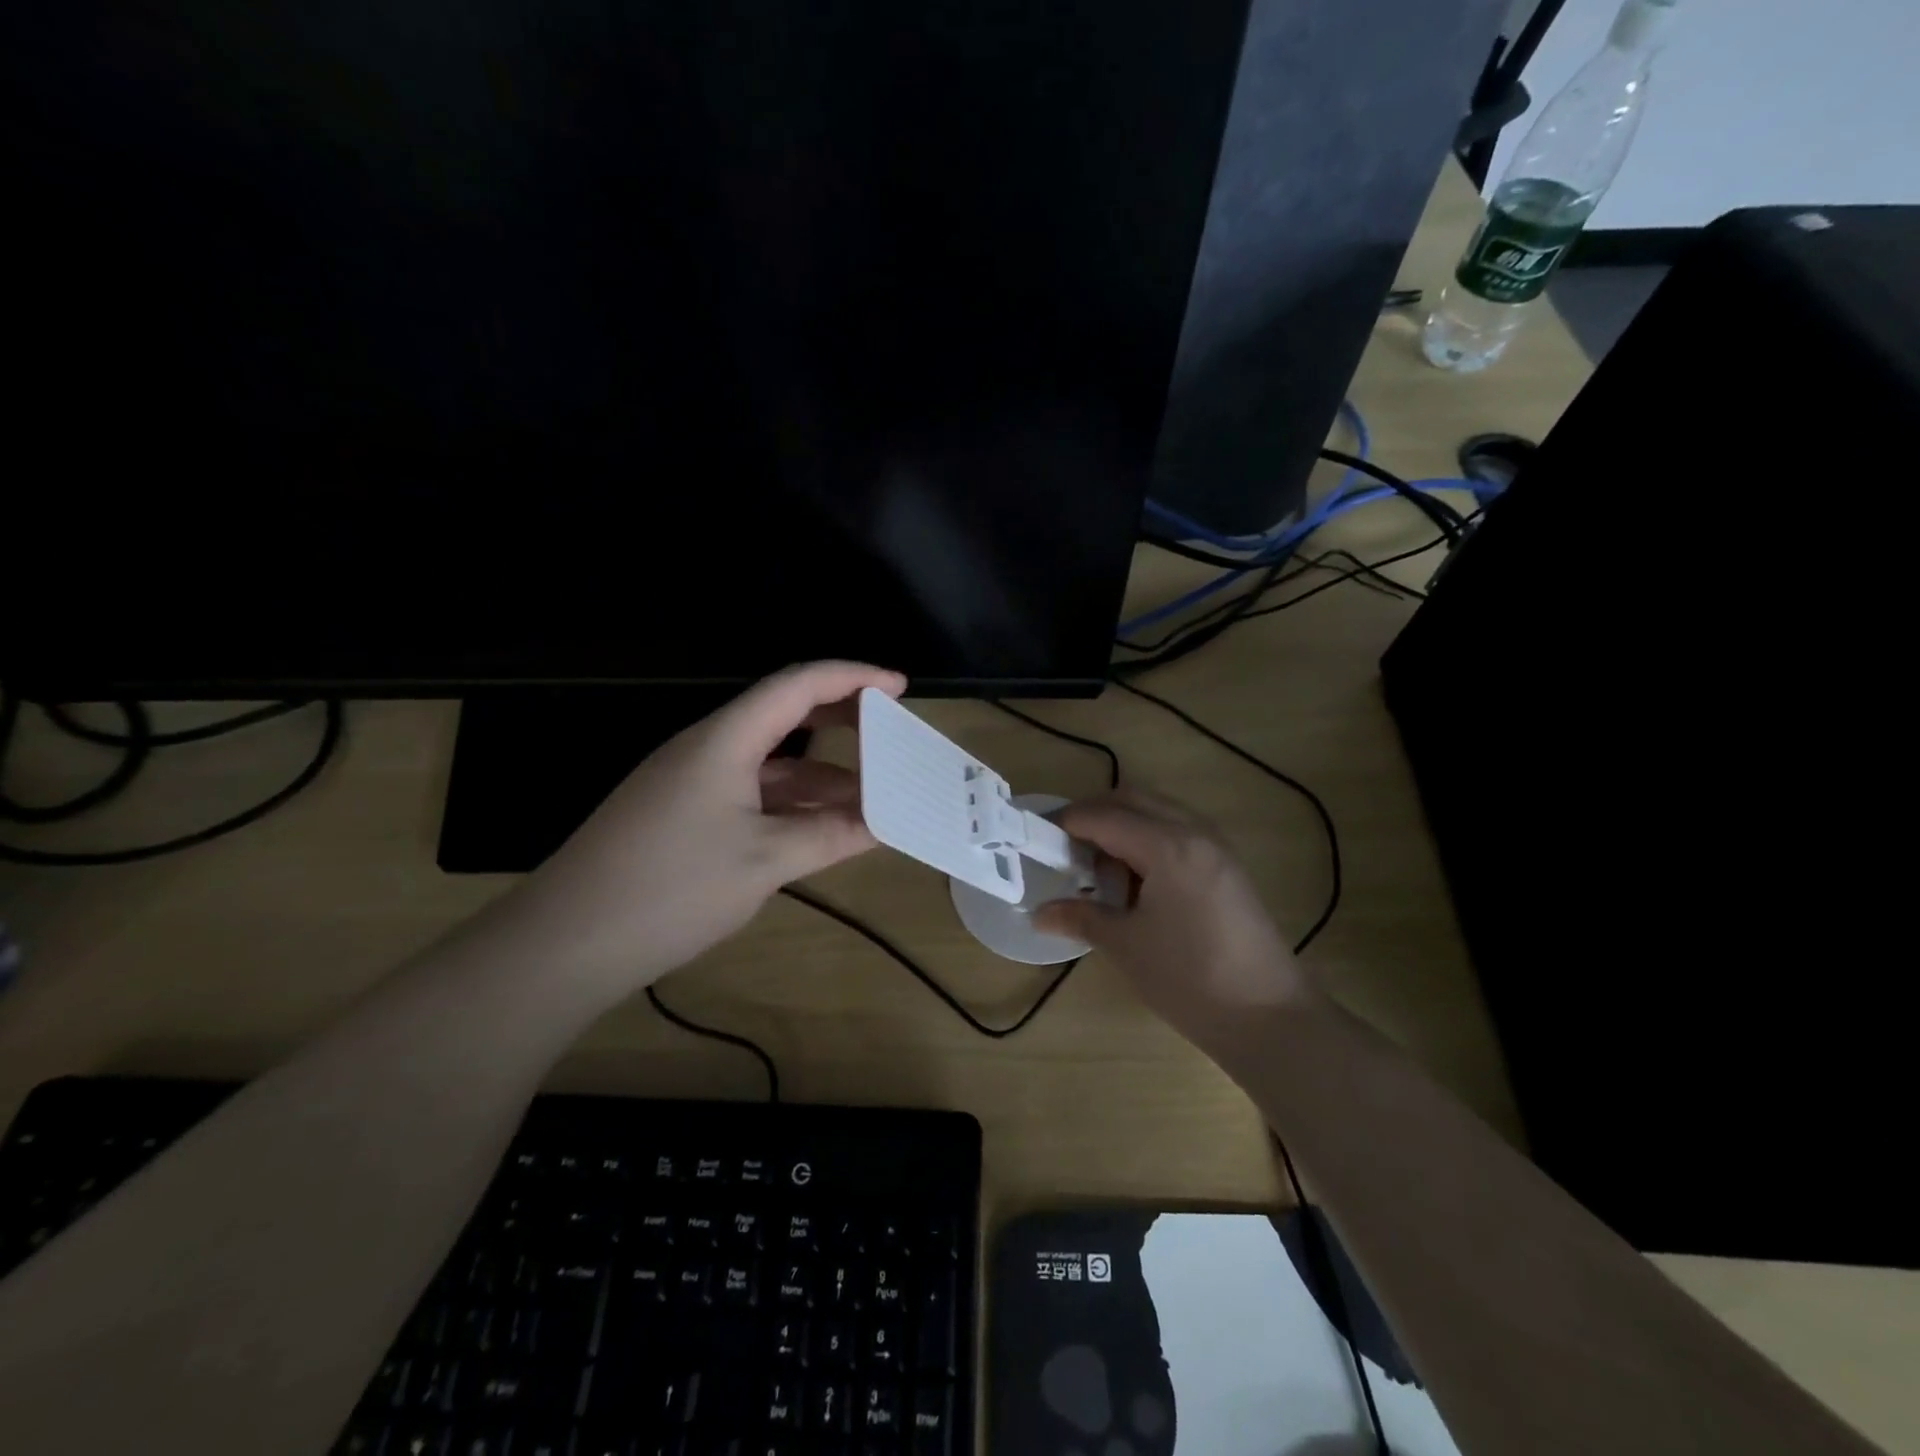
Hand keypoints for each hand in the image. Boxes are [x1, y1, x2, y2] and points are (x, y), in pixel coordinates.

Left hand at [497, 661, 906, 1001]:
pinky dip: (791, 805)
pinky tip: (821, 829)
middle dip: (841, 721)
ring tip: (872, 796)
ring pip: (770, 763)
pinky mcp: (683, 816)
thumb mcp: (764, 861)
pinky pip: (751, 794)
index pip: (798, 685)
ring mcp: (692, 783)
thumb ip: (830, 836)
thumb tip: (884, 822)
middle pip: (784, 715)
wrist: (565, 944)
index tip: (899, 687)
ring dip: (820, 775)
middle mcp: (708, 749)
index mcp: (725, 739)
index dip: (853, 677)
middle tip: (890, 734)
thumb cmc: (671, 888)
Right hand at [1034, 789, 1319, 1049]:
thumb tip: (1039, 913)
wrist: (1270, 1017)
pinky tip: (1137, 881)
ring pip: (1158, 812)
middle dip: (1094, 815)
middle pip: (1133, 799)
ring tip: (1100, 868)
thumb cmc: (1190, 979)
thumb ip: (1081, 917)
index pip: (1104, 815)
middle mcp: (1194, 832)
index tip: (1039, 838)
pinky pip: (1179, 831)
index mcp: (1166, 846)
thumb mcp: (1126, 946)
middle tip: (1066, 849)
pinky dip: (1149, 839)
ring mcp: (1217, 847)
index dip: (1067, 822)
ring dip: (1124, 825)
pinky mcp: (1228, 866)